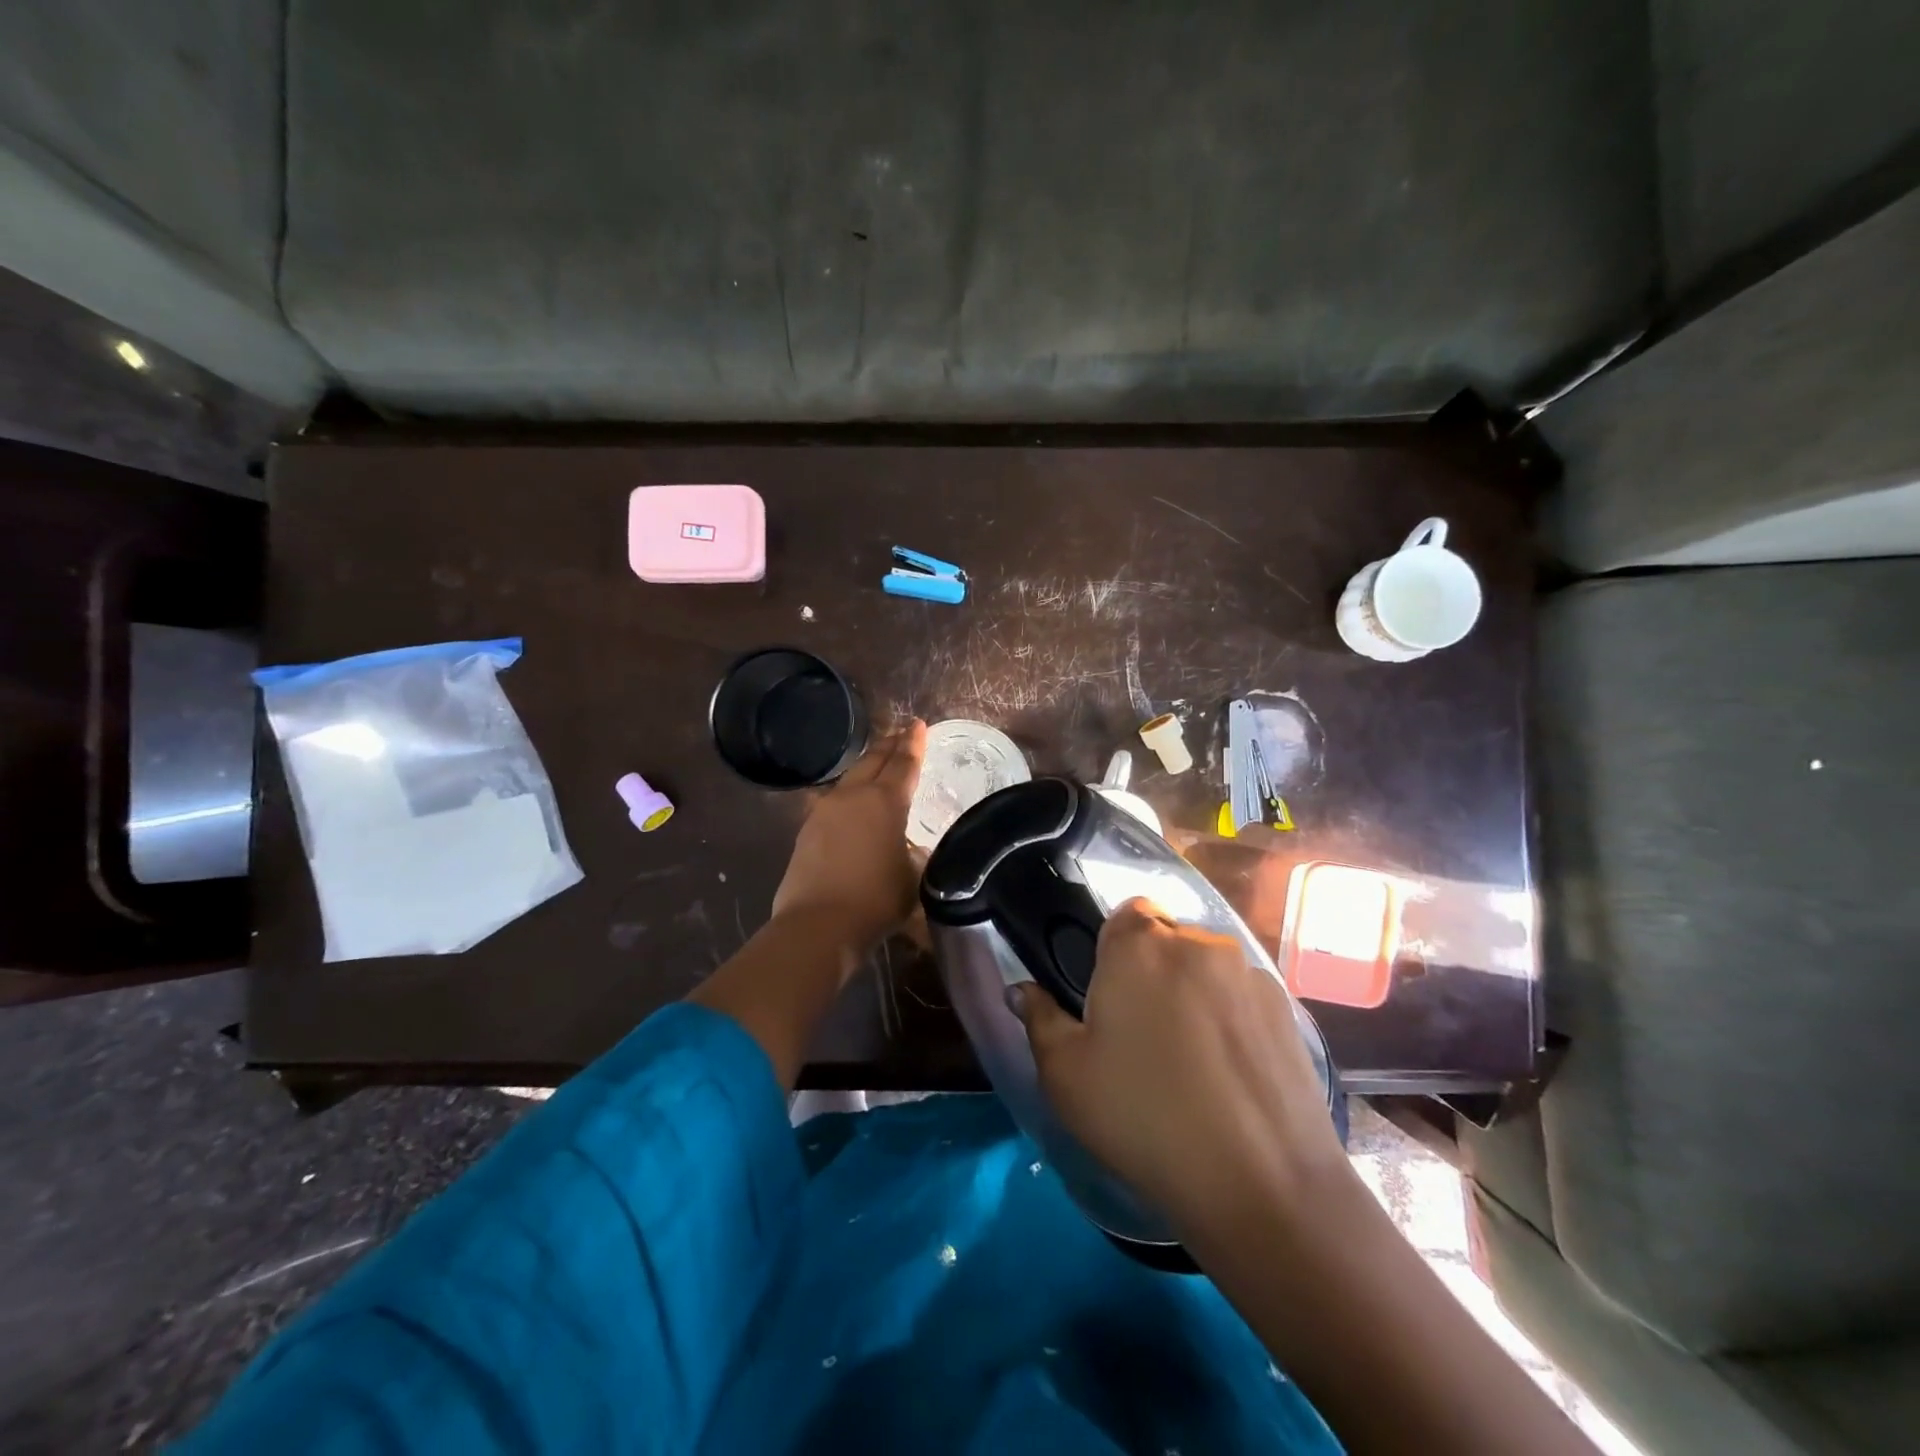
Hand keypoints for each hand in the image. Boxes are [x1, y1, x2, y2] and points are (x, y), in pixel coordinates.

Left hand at [771, 721, 926, 948]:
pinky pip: (834, 801)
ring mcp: (825, 811)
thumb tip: (910, 849)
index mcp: (886, 801)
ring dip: (867, 767)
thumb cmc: (876, 901)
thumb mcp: (913, 878)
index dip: (914, 743)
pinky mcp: (807, 830)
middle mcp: (854, 796)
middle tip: (901, 733)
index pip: (904, 763)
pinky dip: (850, 794)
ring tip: (878, 764)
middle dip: (890, 745)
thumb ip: (915, 855)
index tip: (918, 724)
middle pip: (874, 761)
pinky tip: (851, 804)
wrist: (819, 925)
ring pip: (850, 778)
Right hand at [1010, 898, 1346, 1240]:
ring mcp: (1250, 974)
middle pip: (1167, 940)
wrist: (1261, 1184)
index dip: (1112, 948)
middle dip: (1152, 971)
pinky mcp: (1287, 1010)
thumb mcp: (1066, 1075)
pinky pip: (1243, 998)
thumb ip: (1039, 1019)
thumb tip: (1021, 990)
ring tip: (1191, 1060)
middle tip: (1141, 1033)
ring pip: (1207, 969)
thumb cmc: (1144, 1117)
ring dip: (1194, 993)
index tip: (1108, 995)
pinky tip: (1230, 1075)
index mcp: (1140, 945)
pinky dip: (1232, 1019)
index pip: (1124, 912)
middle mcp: (1199, 943)